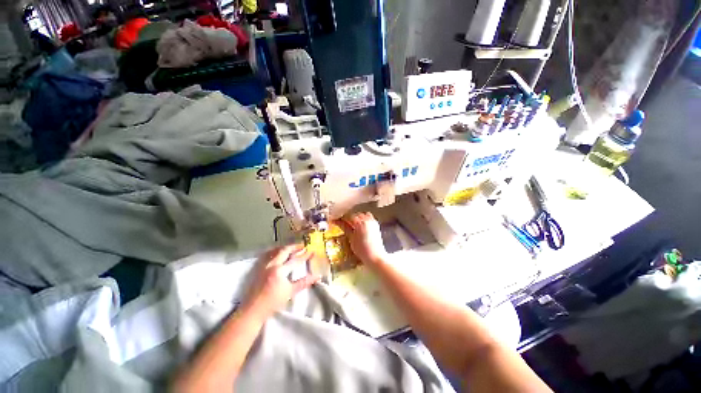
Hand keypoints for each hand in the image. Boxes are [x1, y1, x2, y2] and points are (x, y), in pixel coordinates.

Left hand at [241, 244, 320, 318]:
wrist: (253, 310)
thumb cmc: (273, 302)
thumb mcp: (290, 292)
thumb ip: (304, 282)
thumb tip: (317, 276)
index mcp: (280, 271)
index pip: (295, 260)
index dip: (305, 255)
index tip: (312, 251)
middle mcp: (272, 265)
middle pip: (285, 251)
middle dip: (295, 247)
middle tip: (303, 246)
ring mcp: (264, 265)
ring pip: (275, 251)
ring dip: (285, 248)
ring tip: (292, 247)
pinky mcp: (258, 268)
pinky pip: (267, 254)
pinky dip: (275, 251)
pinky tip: (278, 252)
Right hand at [341, 212, 387, 267]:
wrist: (375, 256)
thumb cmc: (362, 250)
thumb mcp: (351, 238)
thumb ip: (345, 228)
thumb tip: (337, 222)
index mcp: (360, 223)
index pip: (349, 216)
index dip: (342, 218)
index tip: (337, 220)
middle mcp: (367, 220)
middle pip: (356, 214)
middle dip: (349, 218)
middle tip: (343, 223)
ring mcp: (372, 221)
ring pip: (363, 215)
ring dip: (357, 218)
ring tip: (353, 225)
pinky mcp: (376, 224)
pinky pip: (369, 217)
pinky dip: (364, 219)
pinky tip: (361, 226)